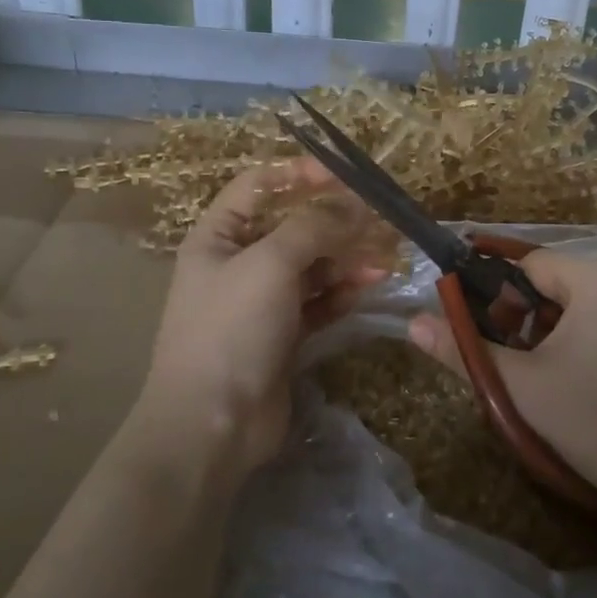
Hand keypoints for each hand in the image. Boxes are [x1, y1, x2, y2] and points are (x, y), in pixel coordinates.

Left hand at [135, 160, 386, 475]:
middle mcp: (237, 263)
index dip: (298, 174)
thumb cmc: (232, 329)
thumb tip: (353, 204)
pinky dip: (341, 292)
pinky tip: (368, 288)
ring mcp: (260, 301)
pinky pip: (317, 301)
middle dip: (334, 223)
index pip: (258, 186)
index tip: (343, 175)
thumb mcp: (269, 264)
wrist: (213, 424)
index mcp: (218, 236)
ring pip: (310, 266)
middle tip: (378, 222)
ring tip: (383, 262)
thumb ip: (313, 227)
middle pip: (291, 227)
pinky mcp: (282, 335)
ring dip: (345, 259)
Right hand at [407, 248, 596, 532]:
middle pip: (567, 284)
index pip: (531, 265)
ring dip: (574, 333)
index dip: (504, 300)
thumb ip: (464, 350)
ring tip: (571, 384)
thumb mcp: (522, 388)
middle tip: (533, 369)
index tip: (498, 341)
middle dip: (539, 320)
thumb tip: (412, 324)